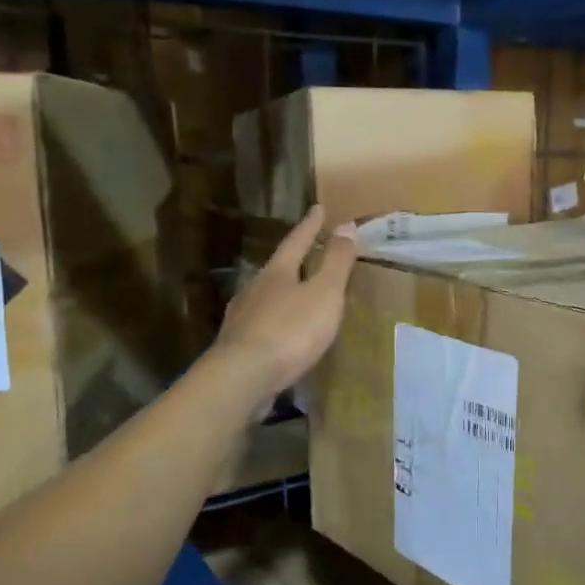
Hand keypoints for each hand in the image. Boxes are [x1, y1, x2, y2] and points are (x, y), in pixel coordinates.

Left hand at [212, 206, 359, 402]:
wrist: (244, 376)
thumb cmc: (290, 330)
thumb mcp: (324, 293)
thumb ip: (336, 262)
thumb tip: (345, 225)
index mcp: (276, 273)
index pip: (296, 241)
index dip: (310, 226)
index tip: (319, 208)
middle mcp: (254, 289)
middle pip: (277, 269)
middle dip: (294, 261)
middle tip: (309, 253)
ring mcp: (242, 318)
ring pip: (266, 297)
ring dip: (283, 294)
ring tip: (298, 295)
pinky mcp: (238, 346)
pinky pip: (262, 325)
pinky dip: (276, 323)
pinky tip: (282, 333)